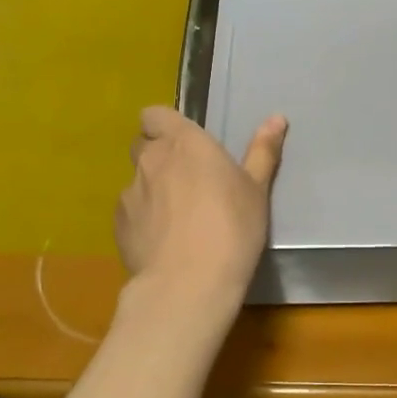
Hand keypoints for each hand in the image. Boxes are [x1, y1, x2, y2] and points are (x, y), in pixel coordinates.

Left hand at [115, 106, 286, 306]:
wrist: (189, 283)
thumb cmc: (232, 227)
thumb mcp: (256, 189)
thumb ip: (262, 151)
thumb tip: (277, 118)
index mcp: (183, 142)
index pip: (154, 114)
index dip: (164, 125)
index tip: (185, 143)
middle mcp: (150, 160)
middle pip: (143, 144)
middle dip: (159, 155)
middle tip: (187, 178)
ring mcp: (129, 193)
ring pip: (136, 180)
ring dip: (152, 189)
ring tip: (177, 218)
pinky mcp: (118, 226)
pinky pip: (130, 212)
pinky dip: (143, 219)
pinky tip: (163, 241)